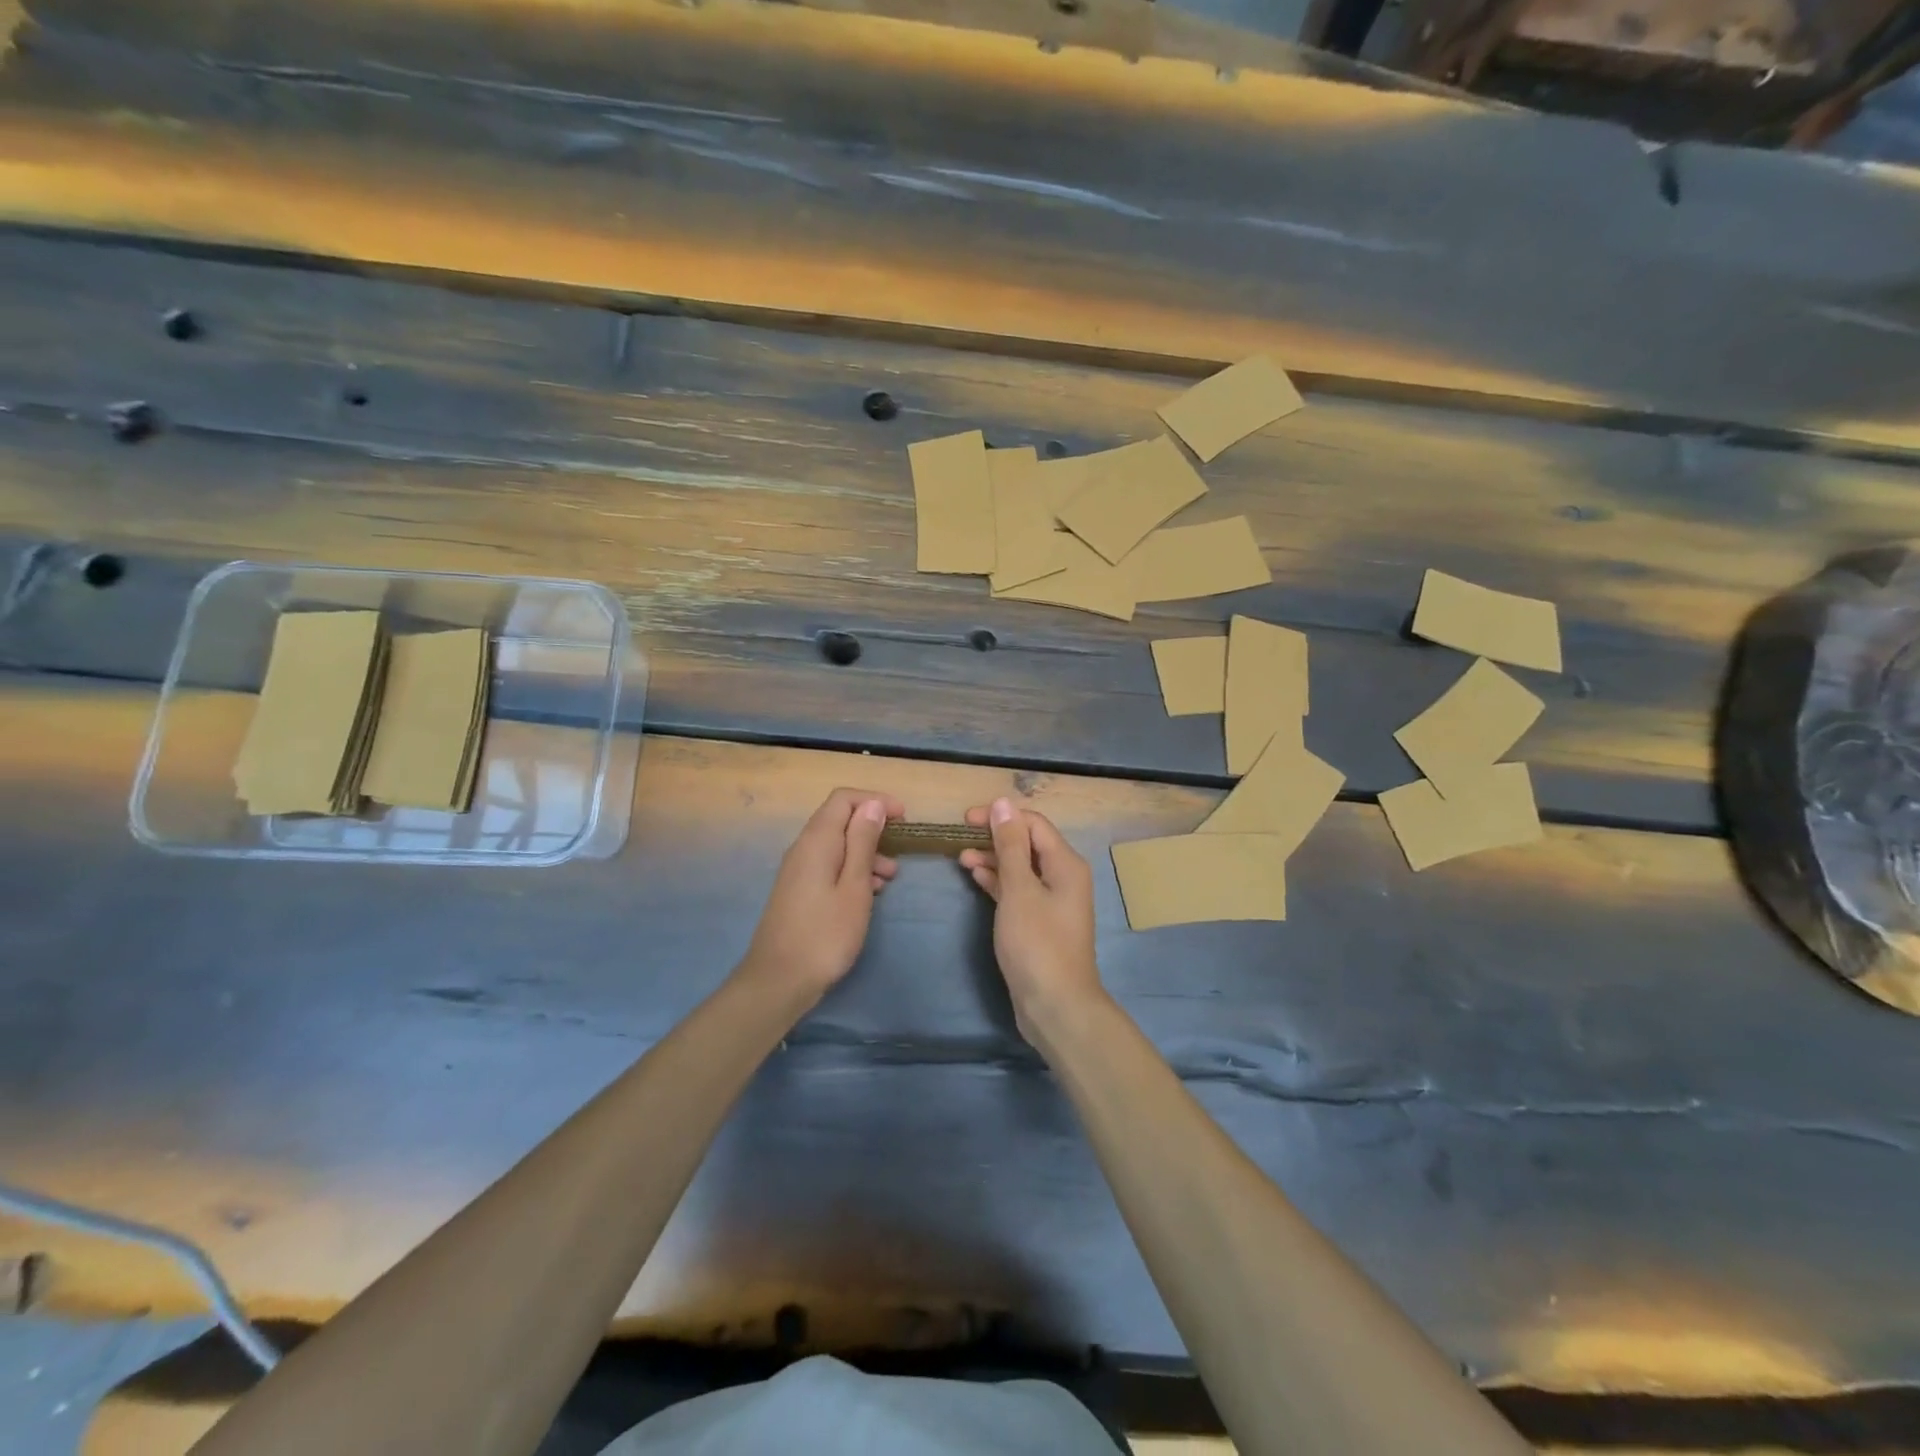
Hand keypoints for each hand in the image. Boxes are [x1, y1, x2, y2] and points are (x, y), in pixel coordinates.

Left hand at [740, 788, 903, 1003]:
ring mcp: (798, 870)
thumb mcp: (855, 886)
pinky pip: (830, 865)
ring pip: (837, 845)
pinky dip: (852, 870)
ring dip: (866, 852)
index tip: (903, 817)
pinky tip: (871, 893)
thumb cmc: (825, 934)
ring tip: (891, 877)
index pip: (843, 799)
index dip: (875, 800)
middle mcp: (803, 848)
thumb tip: (873, 804)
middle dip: (872, 827)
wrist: (779, 981)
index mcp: (817, 840)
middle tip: (900, 847)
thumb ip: (863, 842)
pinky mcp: (799, 890)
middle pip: (839, 819)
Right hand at [959, 797, 1102, 1042]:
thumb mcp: (1019, 890)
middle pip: (1027, 843)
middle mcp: (1063, 877)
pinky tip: (976, 876)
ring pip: (1020, 867)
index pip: (1033, 823)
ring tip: (961, 857)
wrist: (1056, 1005)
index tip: (966, 820)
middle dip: (995, 837)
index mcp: (1065, 864)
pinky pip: (1018, 890)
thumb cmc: (1037, 943)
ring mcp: (1052, 901)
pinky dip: (998, 881)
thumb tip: (1003, 804)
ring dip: (993, 859)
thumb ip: (1010, 846)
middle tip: (959, 837)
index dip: (1001, 816)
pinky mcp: (1040, 922)